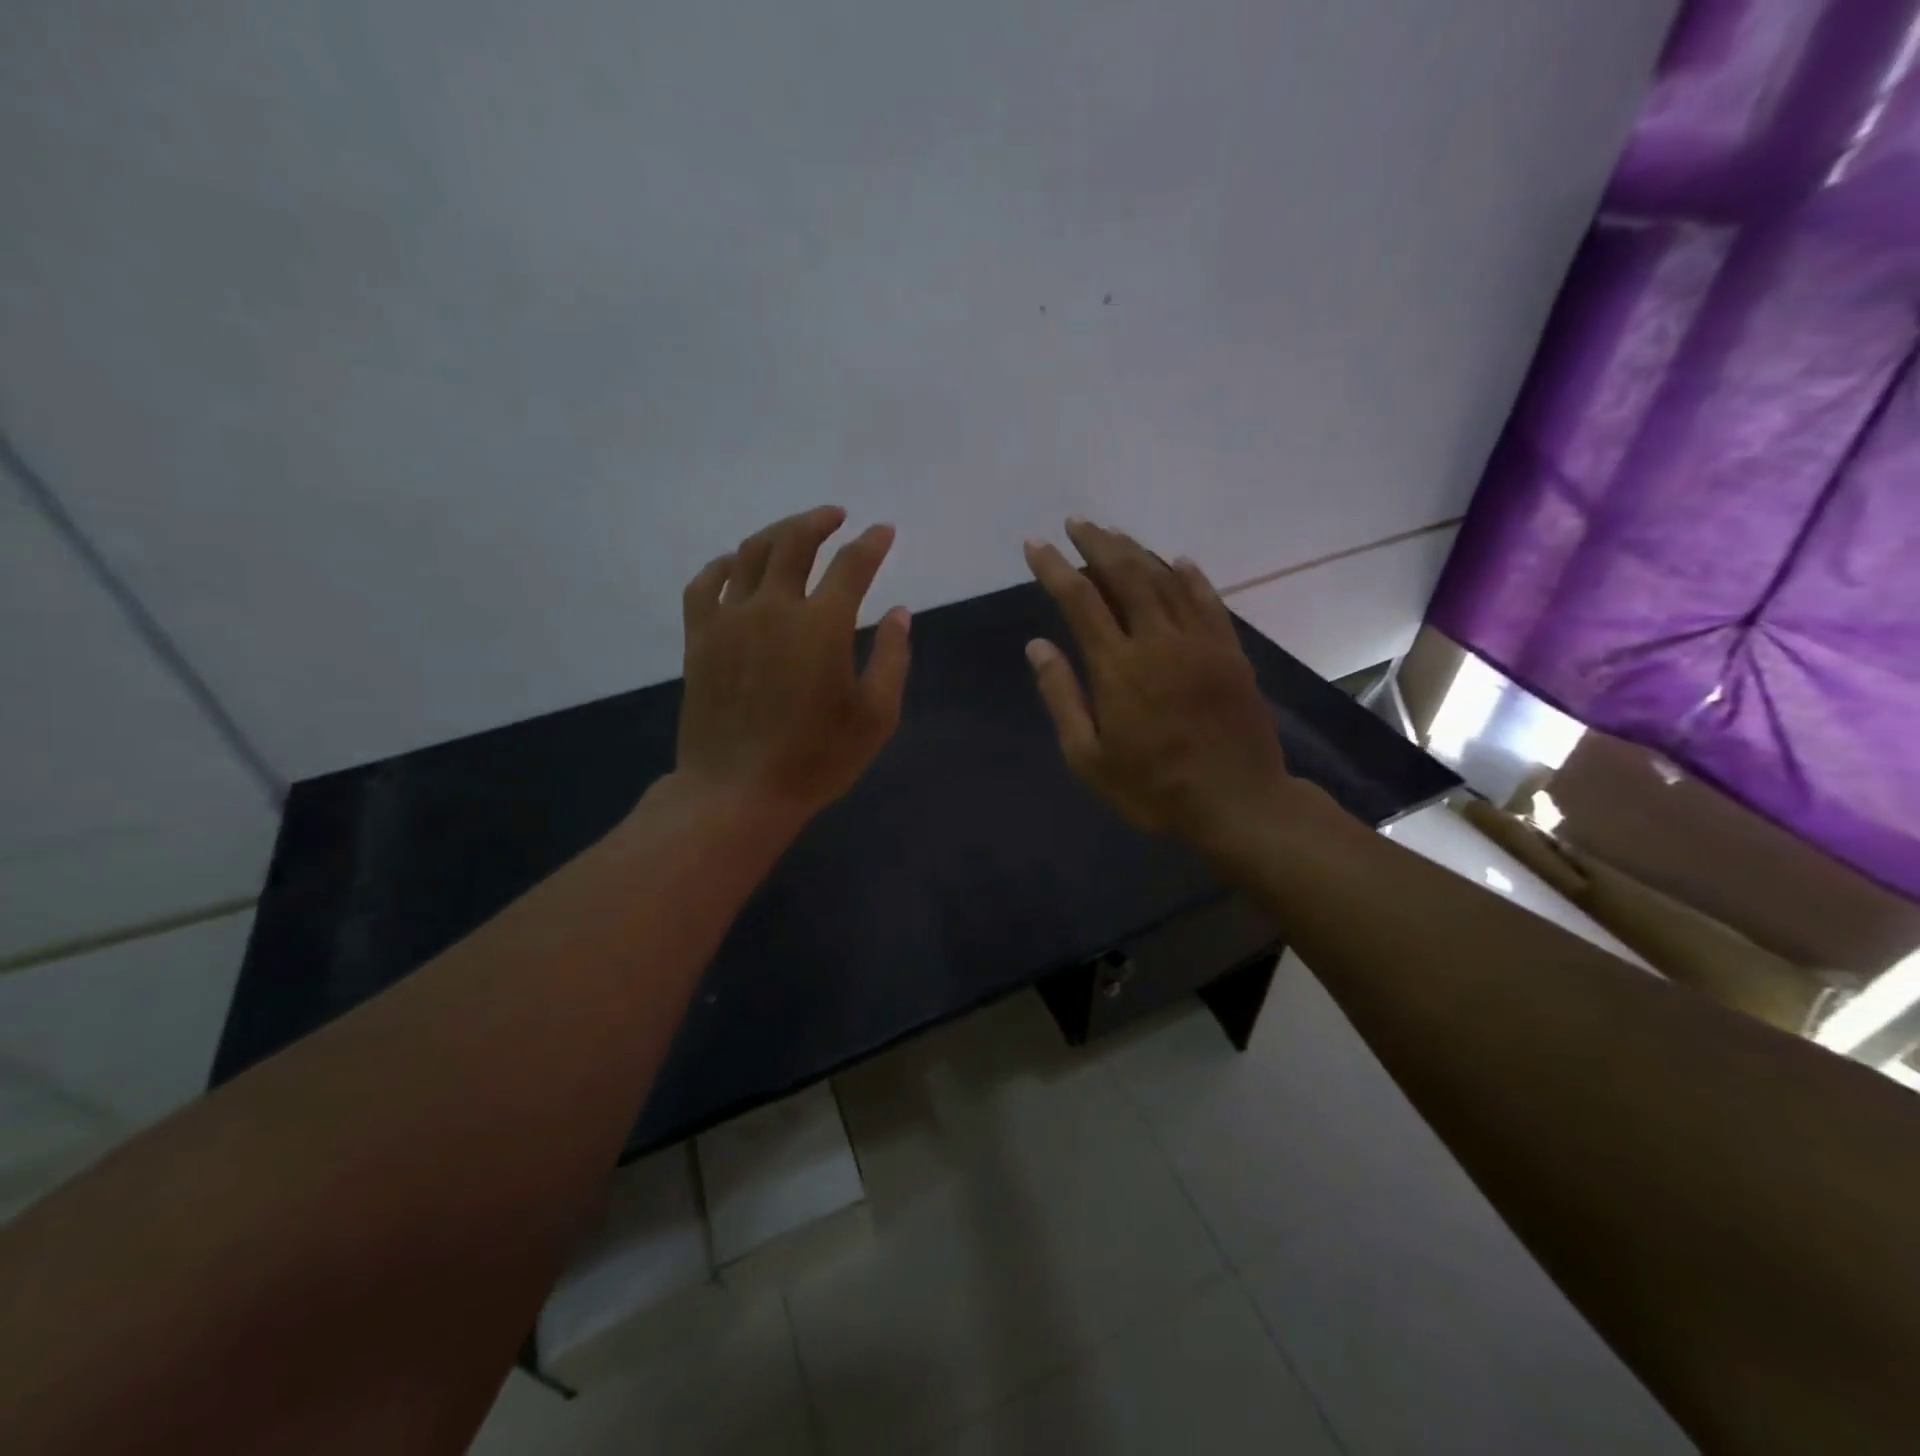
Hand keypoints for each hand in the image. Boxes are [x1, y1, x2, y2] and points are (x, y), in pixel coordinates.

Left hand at [675, 505, 910, 823]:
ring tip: (794, 531)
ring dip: (777, 532)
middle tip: (837, 515)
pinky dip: (723, 564)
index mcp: (822, 625)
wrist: (738, 791)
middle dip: (819, 521)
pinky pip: (705, 584)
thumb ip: (893, 658)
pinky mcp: (699, 638)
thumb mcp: (875, 717)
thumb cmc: (816, 759)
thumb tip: (900, 612)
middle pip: (794, 541)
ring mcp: (729, 620)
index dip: (872, 543)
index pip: (852, 565)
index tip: (884, 531)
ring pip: (749, 553)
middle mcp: (773, 608)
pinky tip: (734, 564)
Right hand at [1022, 518, 1296, 845]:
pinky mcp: (1230, 651)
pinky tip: (1178, 560)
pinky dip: (1190, 575)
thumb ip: (1062, 697)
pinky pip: (1208, 599)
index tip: (1036, 545)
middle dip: (1096, 543)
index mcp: (1118, 667)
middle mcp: (1158, 640)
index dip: (1054, 568)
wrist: (1238, 803)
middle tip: (1075, 523)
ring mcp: (1200, 642)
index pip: (1079, 599)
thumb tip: (1037, 645)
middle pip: (1124, 575)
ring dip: (1136, 551)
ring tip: (1113, 534)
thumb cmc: (1153, 788)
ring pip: (1165, 579)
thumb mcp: (1089, 757)